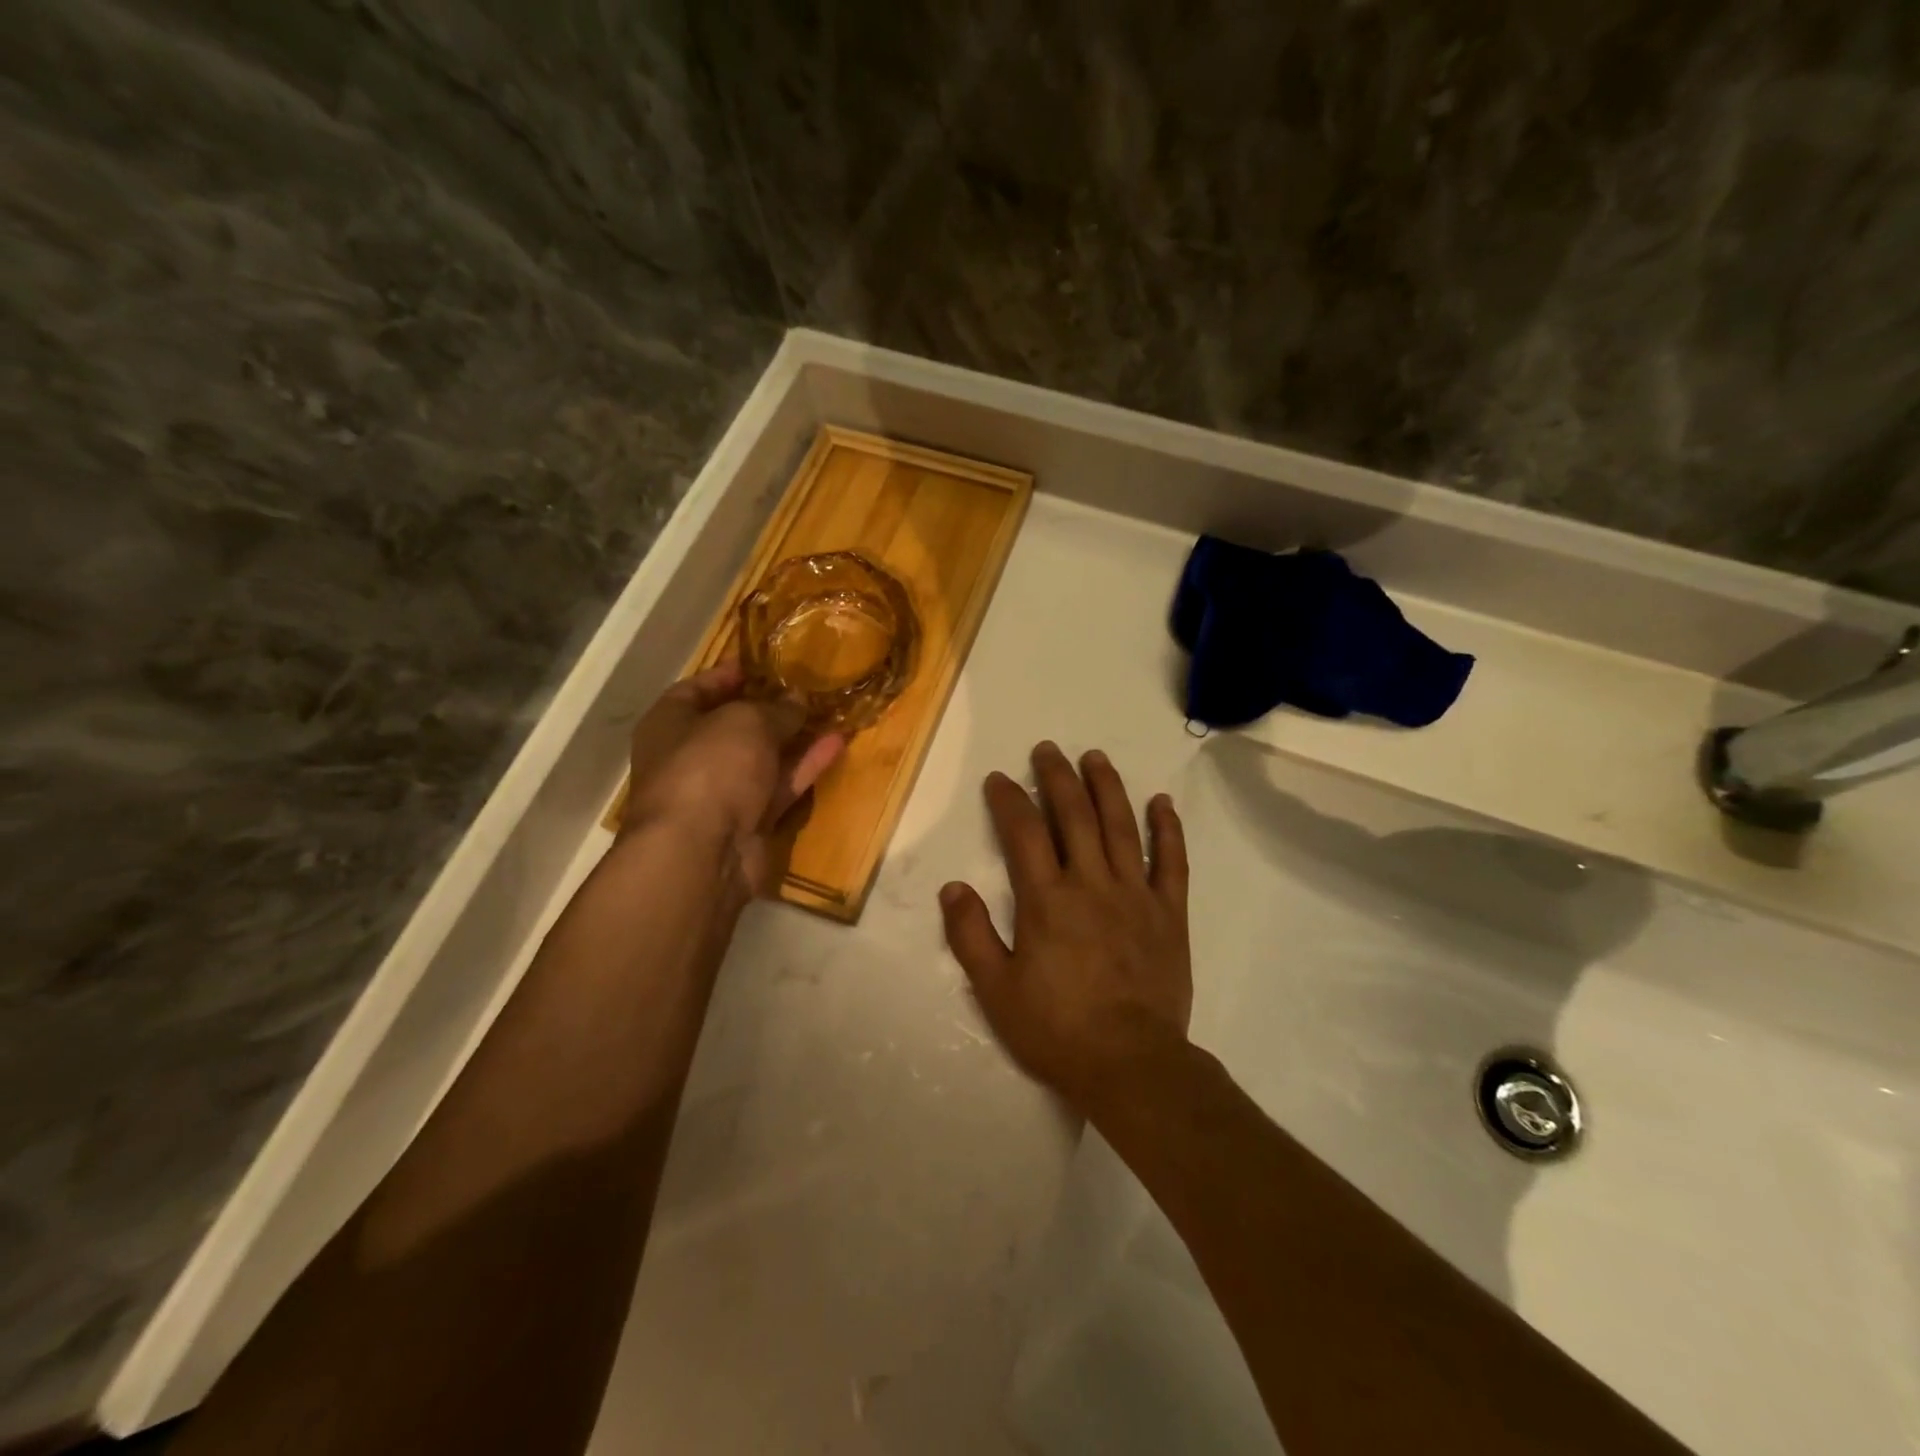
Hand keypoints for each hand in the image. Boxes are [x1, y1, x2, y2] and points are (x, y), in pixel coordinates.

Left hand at [622, 661, 842, 902]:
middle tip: (809, 687)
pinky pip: (781, 785)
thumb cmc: (710, 767)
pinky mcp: (750, 820)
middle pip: (735, 725)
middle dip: (771, 707)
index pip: (699, 688)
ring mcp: (722, 791)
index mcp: (671, 723)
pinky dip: (806, 766)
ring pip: (764, 757)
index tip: (768, 662)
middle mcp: (692, 756)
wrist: (702, 851)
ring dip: (796, 737)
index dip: (732, 673)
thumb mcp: (747, 721)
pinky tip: (837, 743)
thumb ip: (777, 708)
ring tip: (832, 711)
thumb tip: (797, 700)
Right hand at [939, 742, 1191, 1109]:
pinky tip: (1162, 802)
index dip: (1009, 800)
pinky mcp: (1170, 913)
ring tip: (1095, 757)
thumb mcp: (997, 991)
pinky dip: (1168, 829)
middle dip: (1057, 777)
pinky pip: (1172, 862)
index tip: (1000, 778)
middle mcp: (1092, 883)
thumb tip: (953, 886)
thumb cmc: (1058, 1030)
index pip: (1023, 833)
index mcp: (1047, 900)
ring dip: (1107, 787)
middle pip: (1073, 815)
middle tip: (1047, 749)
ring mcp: (1136, 894)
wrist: (1132, 1065)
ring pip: (1121, 826)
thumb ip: (972, 936)